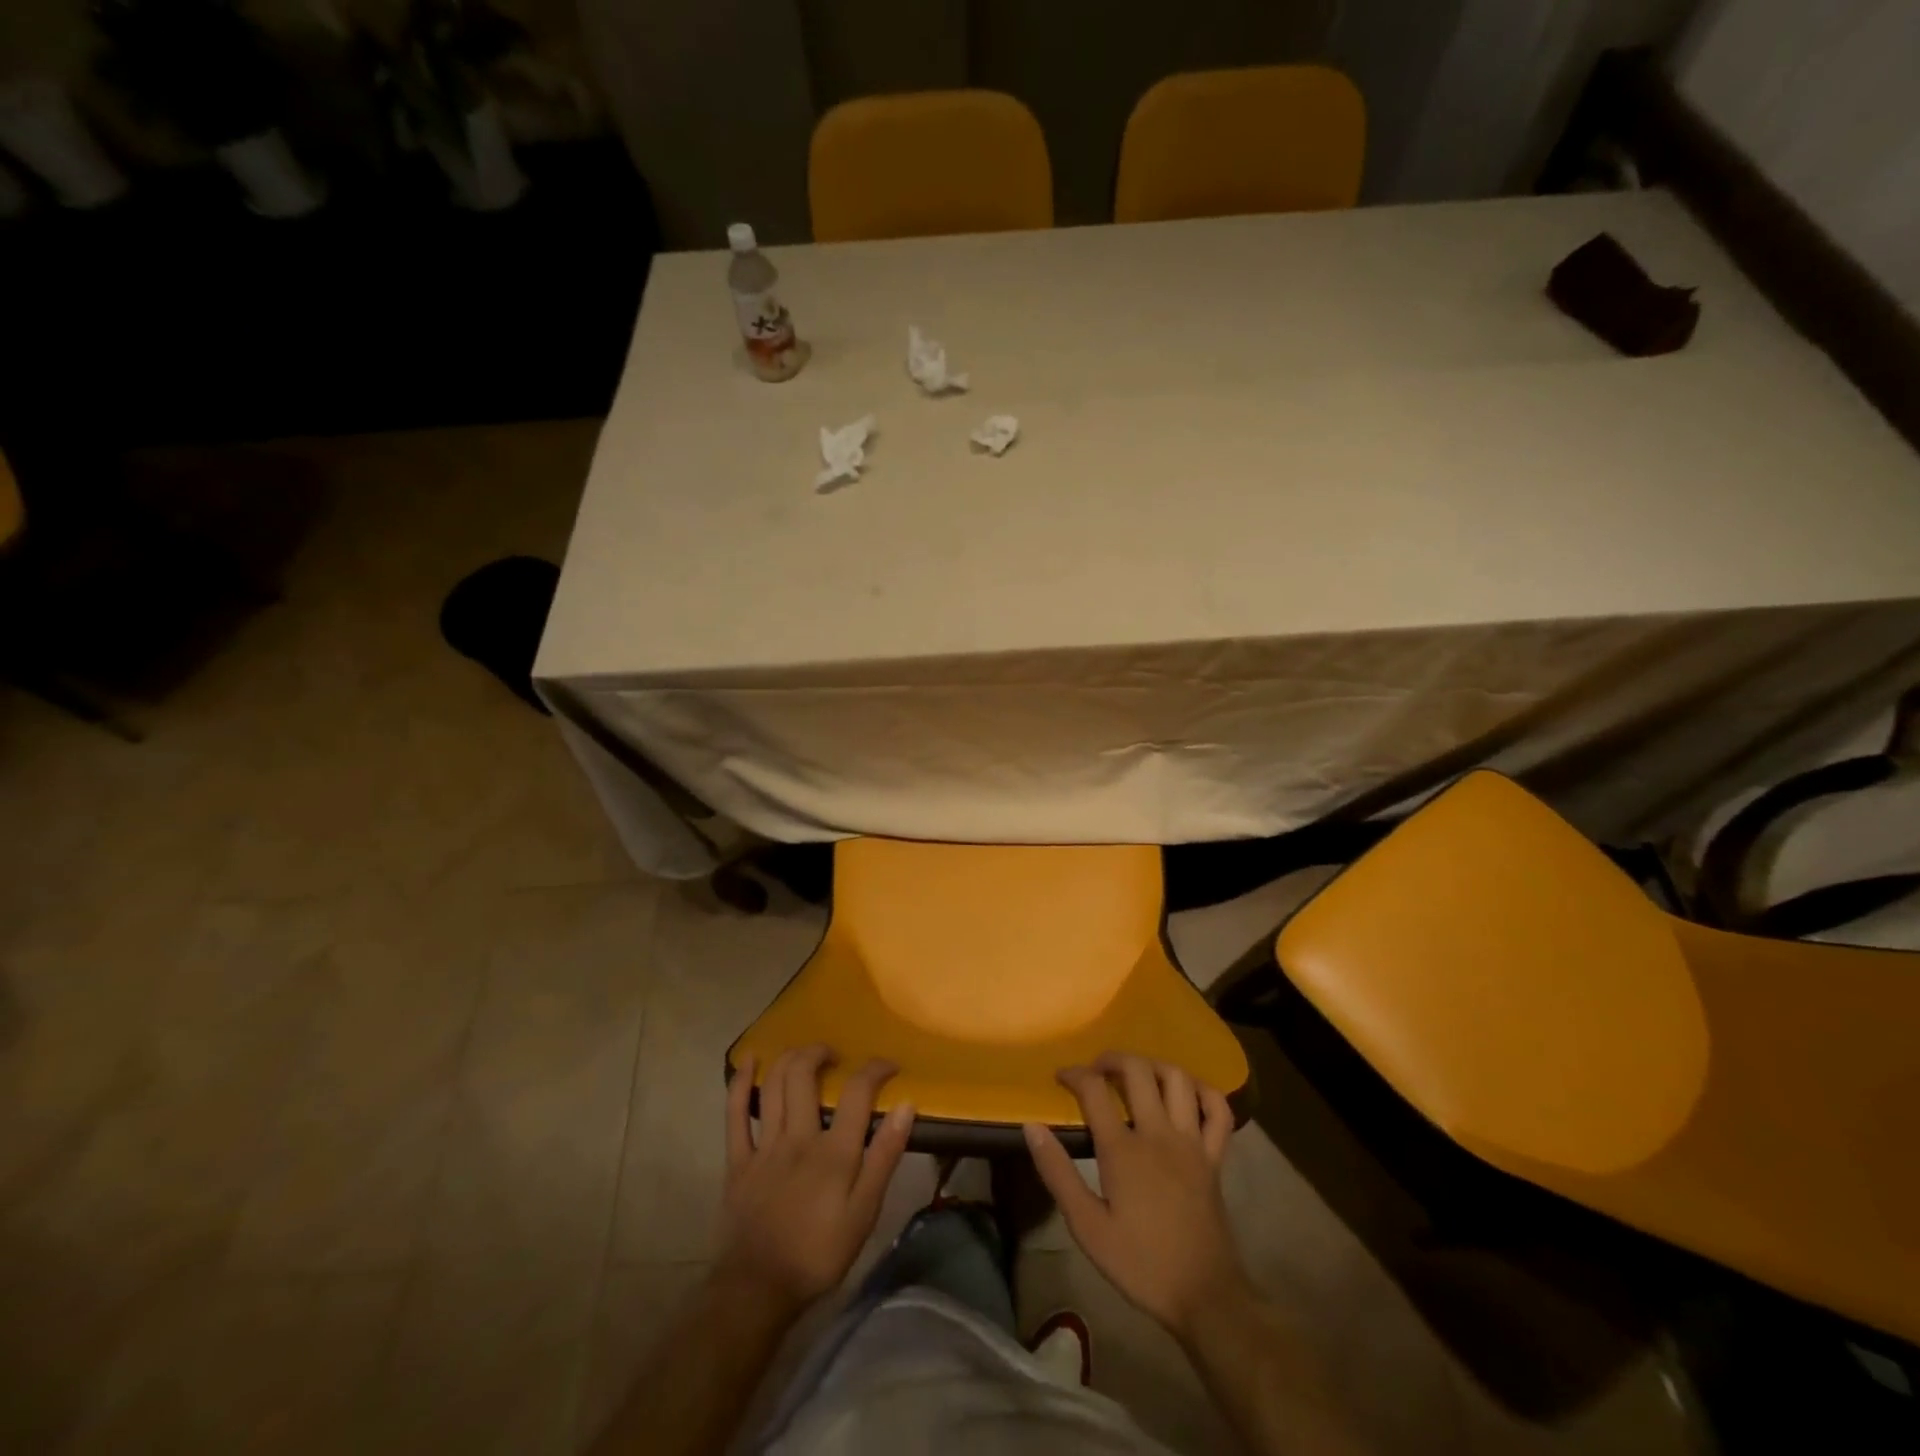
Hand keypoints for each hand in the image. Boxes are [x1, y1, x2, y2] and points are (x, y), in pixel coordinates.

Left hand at [717, 1045, 914, 1313]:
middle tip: (835, 1055)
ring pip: (773, 1085)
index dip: (875, 1069)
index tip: (888, 1065)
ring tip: (803, 1053)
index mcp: (833, 1151)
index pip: (858, 1092)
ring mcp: (764, 1146)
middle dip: (820, 1053)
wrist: (758, 1290)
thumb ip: (884, 1156)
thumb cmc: (819, 1254)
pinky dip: (740, 1083)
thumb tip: (905, 1106)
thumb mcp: (864, 1213)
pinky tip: (749, 1061)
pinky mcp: (738, 1161)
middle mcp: (798, 1137)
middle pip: (804, 1075)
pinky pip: (735, 1114)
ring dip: (788, 1058)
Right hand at [1023, 1052, 1247, 1339]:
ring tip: (1137, 1075)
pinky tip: (1187, 1094)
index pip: (1094, 1090)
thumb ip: (1058, 1173)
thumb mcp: (1087, 1227)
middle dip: (1113, 1059)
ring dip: (1154, 1066)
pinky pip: (1218, 1111)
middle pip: (1138, 1071)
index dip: (1074, 1075)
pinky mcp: (1215, 1157)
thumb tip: (1032, 1127)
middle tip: (1097, 1070)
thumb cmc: (1140, 1263)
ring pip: (1178, 1079)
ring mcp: (1192, 1142)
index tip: (1061, 1076)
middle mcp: (1158, 1133)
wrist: (1204, 1296)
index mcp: (1123, 1150)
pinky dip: (1204, 1092)